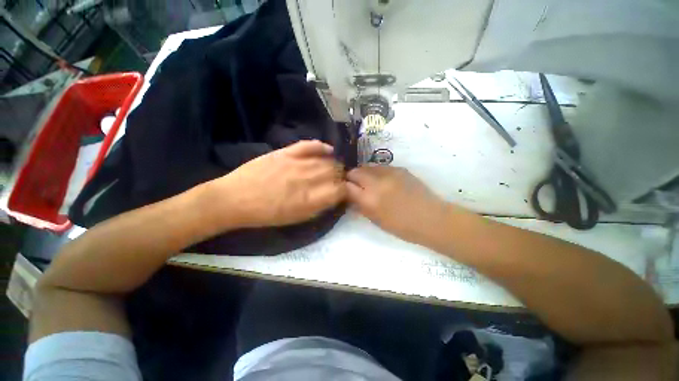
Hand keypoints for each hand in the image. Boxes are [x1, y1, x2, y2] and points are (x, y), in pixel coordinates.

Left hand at [205, 140, 345, 228]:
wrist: (235, 199)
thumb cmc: (267, 215)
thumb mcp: (297, 219)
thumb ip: (319, 207)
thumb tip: (335, 196)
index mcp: (310, 200)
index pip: (341, 190)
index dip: (346, 190)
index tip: (344, 192)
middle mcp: (308, 179)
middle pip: (336, 172)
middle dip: (341, 177)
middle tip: (338, 181)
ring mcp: (297, 162)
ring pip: (327, 159)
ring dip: (334, 164)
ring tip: (333, 168)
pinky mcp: (286, 152)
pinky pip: (310, 145)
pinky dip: (322, 147)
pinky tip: (328, 150)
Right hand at [346, 166, 449, 243]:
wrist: (431, 218)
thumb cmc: (402, 226)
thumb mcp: (376, 220)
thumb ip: (360, 206)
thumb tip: (351, 195)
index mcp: (369, 199)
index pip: (347, 186)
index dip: (344, 187)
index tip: (345, 190)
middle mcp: (376, 182)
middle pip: (355, 171)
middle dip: (352, 177)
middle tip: (355, 185)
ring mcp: (389, 173)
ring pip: (367, 166)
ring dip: (364, 174)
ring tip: (370, 182)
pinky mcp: (399, 168)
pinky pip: (381, 167)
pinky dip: (377, 173)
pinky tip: (383, 181)